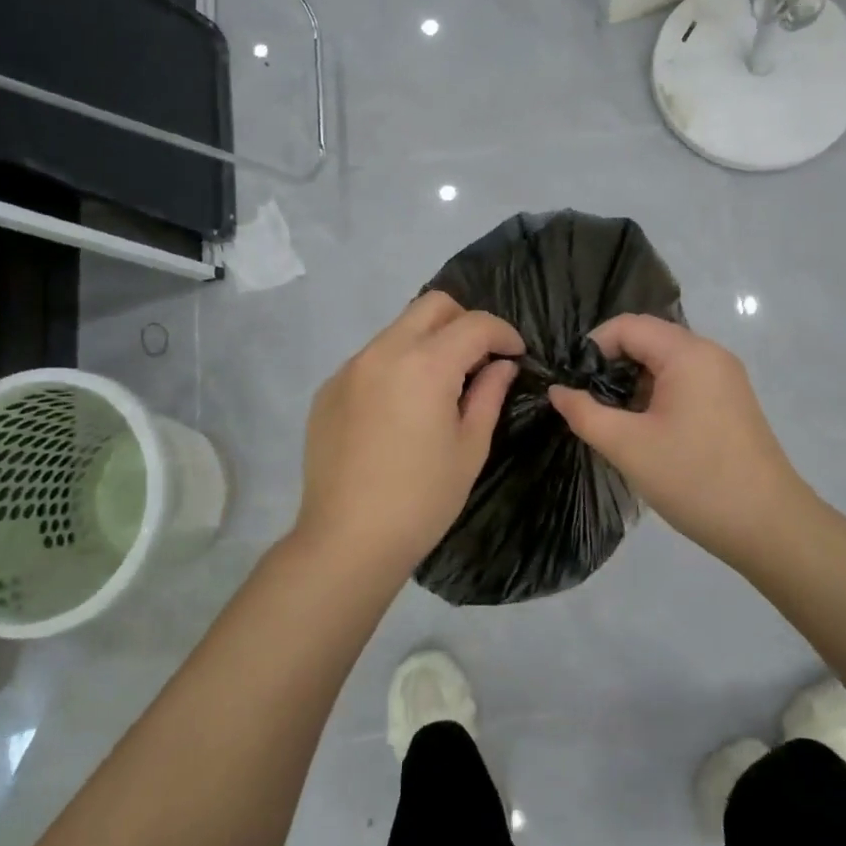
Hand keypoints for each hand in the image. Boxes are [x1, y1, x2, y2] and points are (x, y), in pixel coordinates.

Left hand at [295, 292, 522, 572]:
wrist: (347, 540)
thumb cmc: (422, 499)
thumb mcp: (470, 447)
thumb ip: (488, 394)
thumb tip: (501, 365)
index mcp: (425, 365)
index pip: (474, 324)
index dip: (503, 333)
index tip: (517, 354)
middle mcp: (383, 352)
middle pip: (432, 305)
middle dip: (464, 321)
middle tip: (480, 357)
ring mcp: (350, 368)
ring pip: (398, 329)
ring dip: (428, 342)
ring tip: (440, 384)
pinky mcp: (328, 389)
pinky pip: (371, 358)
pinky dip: (396, 365)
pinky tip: (400, 408)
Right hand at [547, 315, 813, 564]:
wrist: (769, 526)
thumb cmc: (694, 479)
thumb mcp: (628, 447)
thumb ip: (585, 413)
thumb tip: (558, 391)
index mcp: (688, 354)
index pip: (628, 326)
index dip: (593, 347)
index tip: (573, 383)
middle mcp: (710, 354)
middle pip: (648, 339)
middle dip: (612, 365)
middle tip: (588, 402)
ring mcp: (725, 378)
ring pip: (666, 362)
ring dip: (634, 382)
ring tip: (613, 420)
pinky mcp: (731, 401)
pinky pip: (685, 381)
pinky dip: (658, 395)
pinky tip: (646, 430)